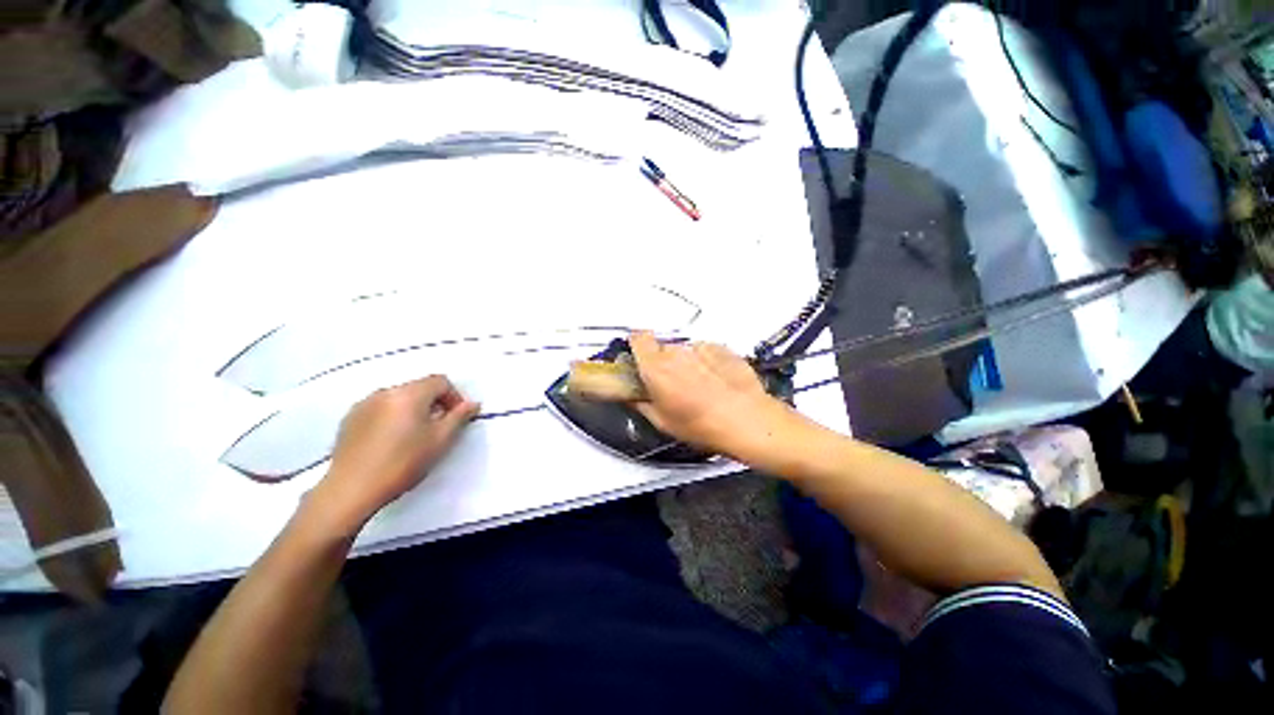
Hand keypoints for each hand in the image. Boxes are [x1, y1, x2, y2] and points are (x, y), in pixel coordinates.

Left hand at [311, 376, 480, 530]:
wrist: (352, 489)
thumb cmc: (403, 463)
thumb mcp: (440, 440)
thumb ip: (459, 417)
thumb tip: (473, 403)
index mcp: (410, 394)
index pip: (440, 381)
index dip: (454, 396)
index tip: (457, 417)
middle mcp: (386, 391)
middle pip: (419, 387)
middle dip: (434, 402)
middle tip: (439, 427)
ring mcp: (364, 403)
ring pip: (399, 397)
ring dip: (413, 409)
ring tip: (414, 435)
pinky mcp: (349, 418)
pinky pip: (380, 408)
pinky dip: (392, 416)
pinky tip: (390, 440)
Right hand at [629, 332, 804, 460]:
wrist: (747, 420)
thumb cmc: (704, 424)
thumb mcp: (663, 422)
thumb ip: (641, 403)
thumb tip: (633, 397)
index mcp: (656, 367)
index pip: (638, 339)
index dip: (637, 347)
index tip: (640, 360)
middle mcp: (677, 352)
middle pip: (662, 348)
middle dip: (663, 363)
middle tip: (671, 385)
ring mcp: (700, 348)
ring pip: (684, 351)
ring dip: (686, 364)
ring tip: (698, 388)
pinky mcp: (721, 349)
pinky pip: (705, 352)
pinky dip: (706, 363)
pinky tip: (715, 383)